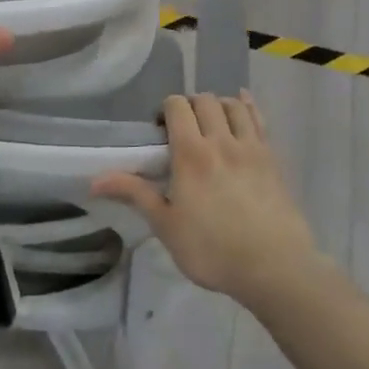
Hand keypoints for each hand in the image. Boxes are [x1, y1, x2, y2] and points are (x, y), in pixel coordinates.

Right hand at [92, 92, 316, 304]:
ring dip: (218, 105)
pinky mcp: (273, 158)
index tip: (160, 131)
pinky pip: (260, 119)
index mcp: (191, 153)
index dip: (165, 110)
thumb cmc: (213, 250)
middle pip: (205, 100)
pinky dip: (248, 106)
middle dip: (190, 106)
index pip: (177, 106)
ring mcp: (251, 147)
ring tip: (211, 122)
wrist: (275, 268)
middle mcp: (221, 140)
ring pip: (233, 105)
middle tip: (183, 129)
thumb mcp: (166, 226)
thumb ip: (134, 195)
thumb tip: (94, 181)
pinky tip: (242, 104)